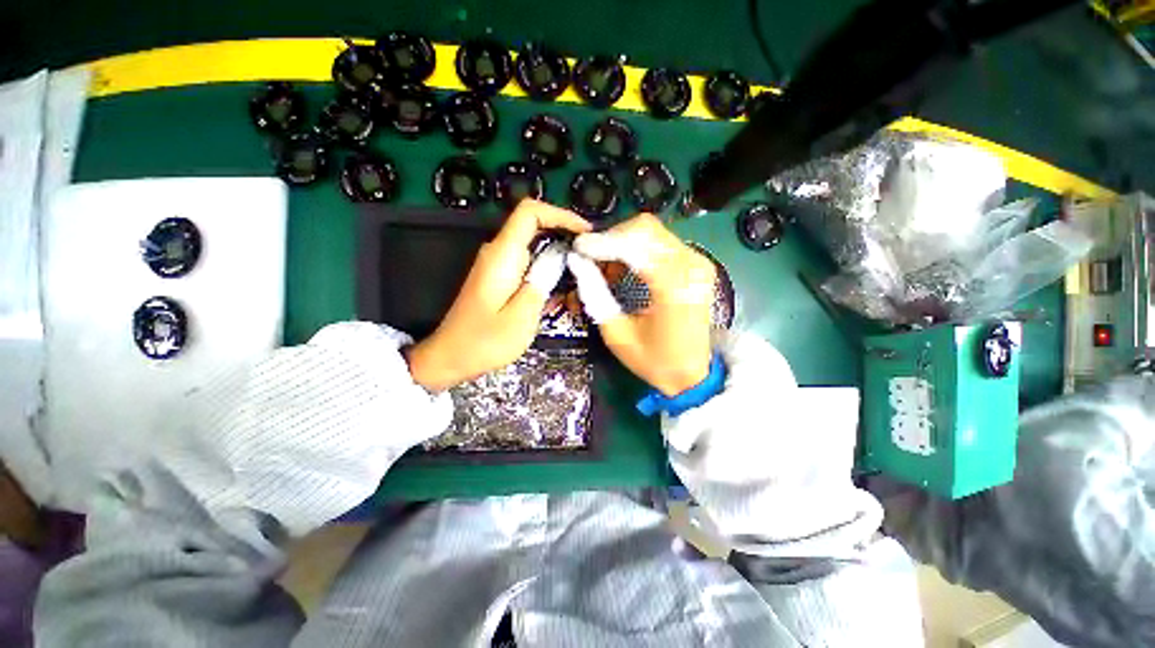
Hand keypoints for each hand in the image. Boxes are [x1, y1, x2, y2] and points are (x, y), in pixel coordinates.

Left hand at [405, 199, 591, 391]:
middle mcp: (498, 253)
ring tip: (580, 274)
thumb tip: (558, 259)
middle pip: (535, 226)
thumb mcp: (521, 316)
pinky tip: (560, 289)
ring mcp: (497, 264)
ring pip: (534, 245)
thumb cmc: (484, 341)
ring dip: (558, 255)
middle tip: (589, 257)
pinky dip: (547, 268)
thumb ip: (541, 282)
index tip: (584, 232)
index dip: (561, 214)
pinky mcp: (499, 277)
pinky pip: (528, 262)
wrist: (451, 356)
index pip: (530, 212)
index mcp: (502, 256)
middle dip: (565, 236)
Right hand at [568, 213, 715, 395]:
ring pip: (652, 231)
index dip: (601, 243)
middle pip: (645, 228)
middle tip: (591, 260)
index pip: (633, 244)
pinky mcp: (696, 264)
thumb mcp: (616, 334)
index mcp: (673, 286)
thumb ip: (594, 293)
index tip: (577, 249)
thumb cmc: (654, 360)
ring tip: (606, 270)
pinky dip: (637, 249)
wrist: (693, 374)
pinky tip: (624, 269)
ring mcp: (698, 262)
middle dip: (611, 239)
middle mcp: (691, 265)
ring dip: (623, 243)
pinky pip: (660, 242)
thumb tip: (577, 262)